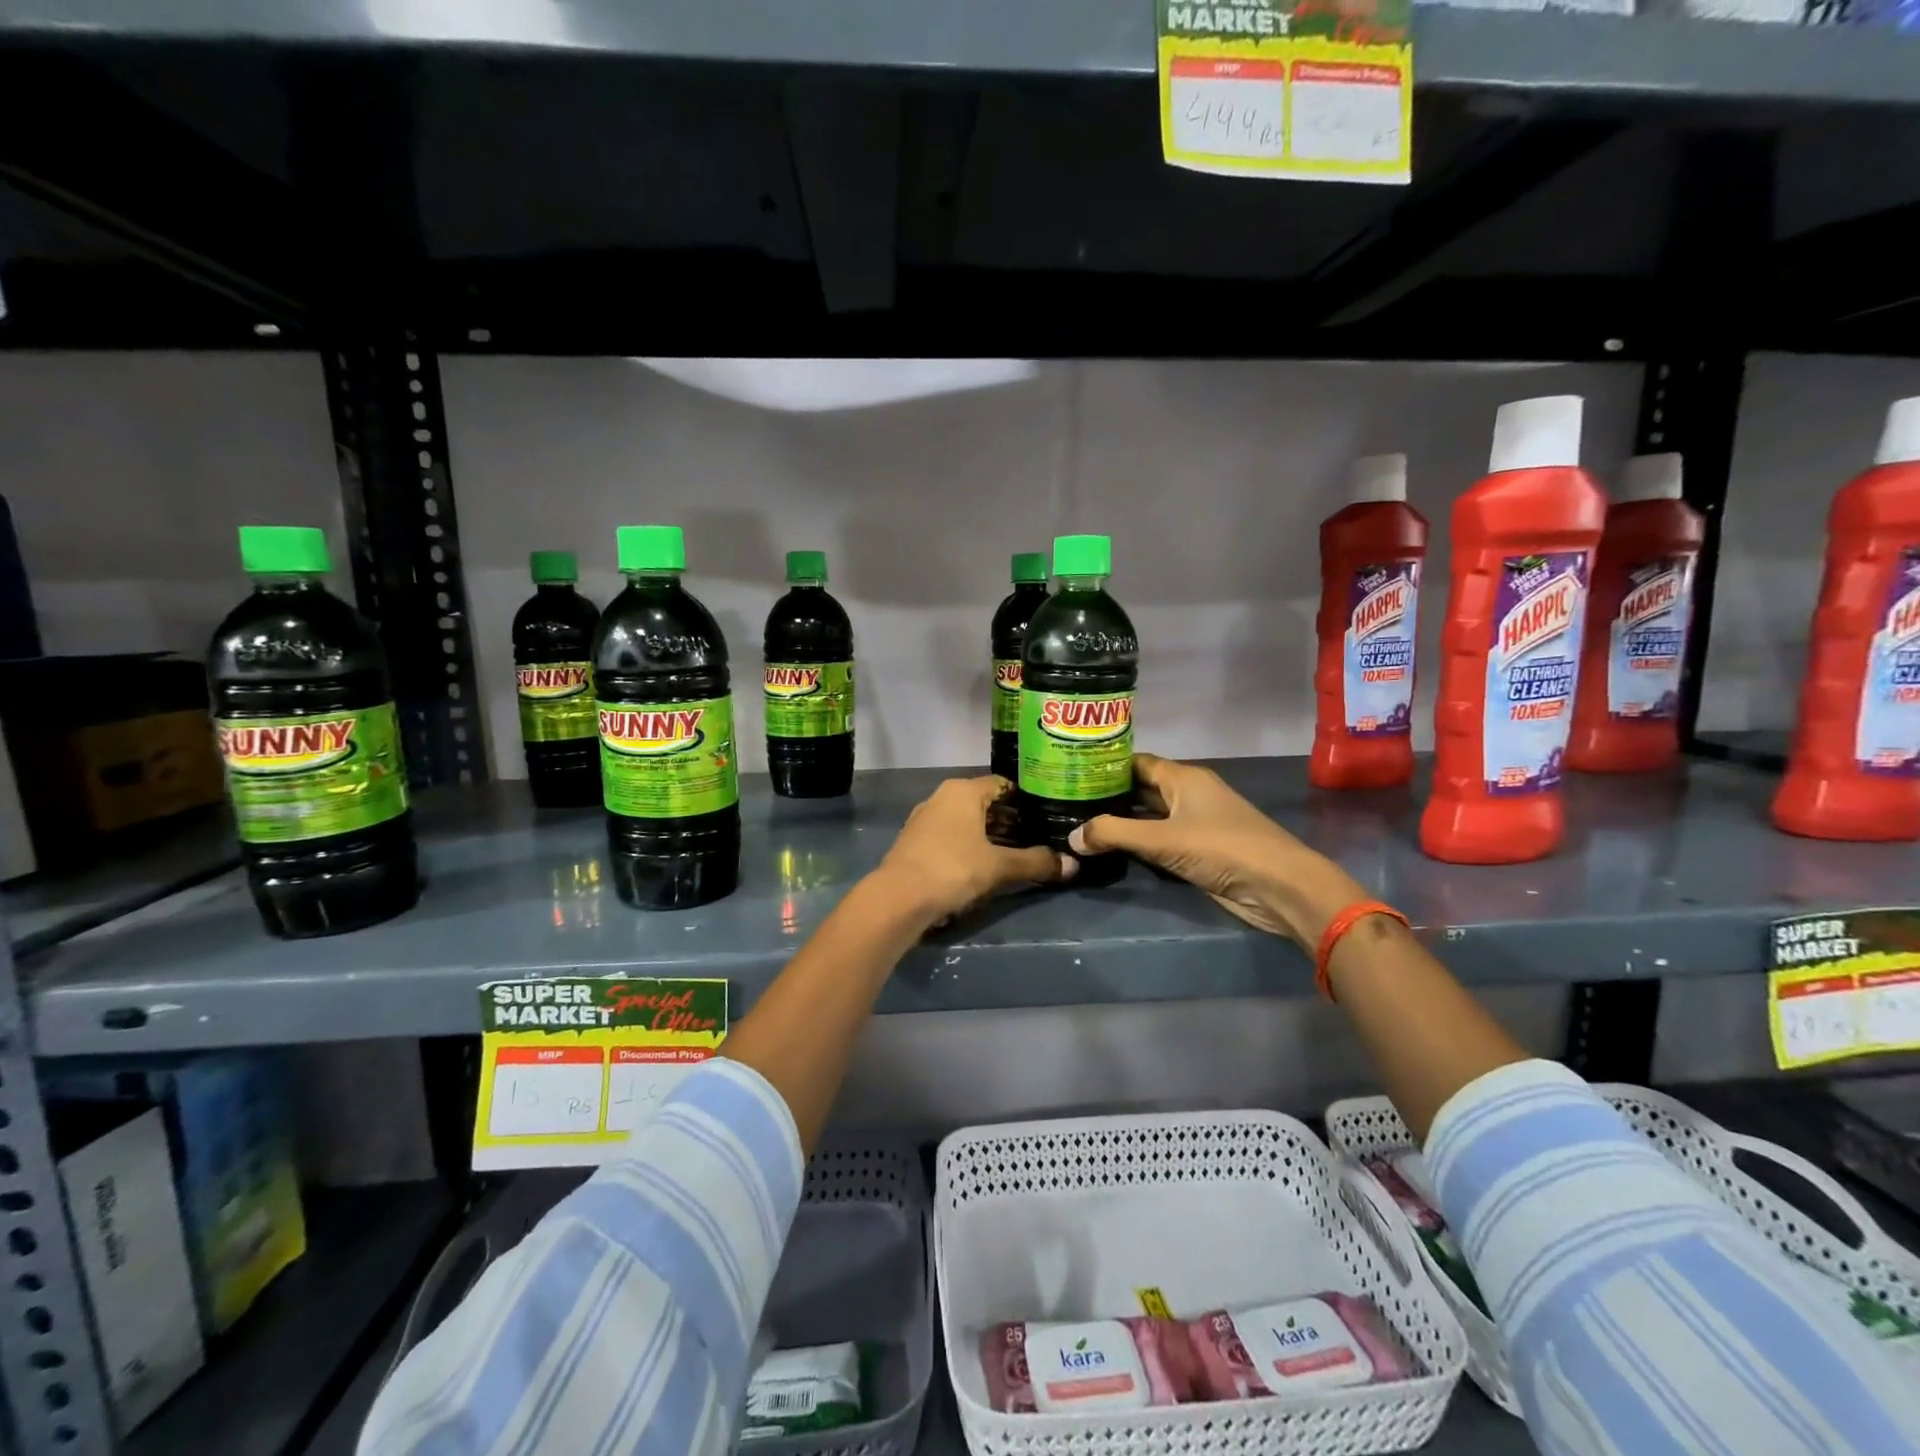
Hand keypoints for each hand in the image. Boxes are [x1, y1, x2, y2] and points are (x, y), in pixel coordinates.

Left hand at [875, 776, 1074, 925]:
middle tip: (1036, 837)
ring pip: (966, 820)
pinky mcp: (915, 841)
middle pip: (984, 802)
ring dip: (988, 834)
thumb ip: (1035, 863)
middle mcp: (942, 796)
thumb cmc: (952, 869)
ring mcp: (925, 818)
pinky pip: (950, 835)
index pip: (1003, 784)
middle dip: (1009, 819)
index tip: (1046, 816)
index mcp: (963, 790)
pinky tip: (982, 866)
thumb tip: (1073, 865)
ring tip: (1014, 854)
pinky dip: (968, 845)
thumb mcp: (999, 867)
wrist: (897, 898)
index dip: (1026, 800)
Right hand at [1068, 754, 1365, 947]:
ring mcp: (1195, 823)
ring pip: (1149, 816)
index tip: (1072, 772)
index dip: (1106, 765)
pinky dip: (1138, 844)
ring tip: (1079, 825)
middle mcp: (1188, 794)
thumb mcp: (1162, 839)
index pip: (1136, 762)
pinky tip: (1110, 850)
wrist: (1278, 887)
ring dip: (1121, 822)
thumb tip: (1072, 837)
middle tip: (1067, 802)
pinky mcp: (1199, 851)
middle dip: (1108, 796)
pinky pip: (1160, 841)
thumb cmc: (1222, 848)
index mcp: (1183, 778)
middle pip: (1141, 789)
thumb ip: (1114, 834)